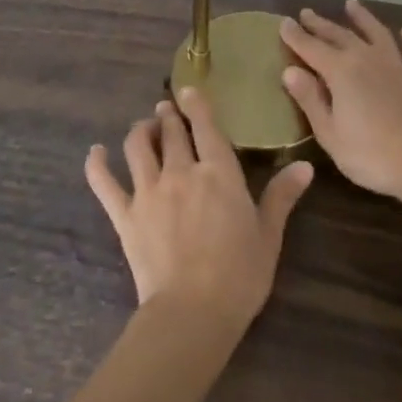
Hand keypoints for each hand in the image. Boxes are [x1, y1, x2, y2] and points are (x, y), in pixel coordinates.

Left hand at [86, 89, 313, 330]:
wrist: (193, 311)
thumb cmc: (240, 275)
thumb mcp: (268, 235)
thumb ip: (281, 196)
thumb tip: (305, 166)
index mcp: (218, 173)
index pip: (205, 127)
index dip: (196, 105)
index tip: (188, 90)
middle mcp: (181, 171)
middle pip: (170, 132)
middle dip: (168, 115)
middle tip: (166, 110)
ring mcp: (148, 191)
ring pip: (138, 146)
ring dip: (140, 130)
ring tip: (144, 126)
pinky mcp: (125, 215)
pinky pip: (105, 183)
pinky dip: (97, 164)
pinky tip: (95, 152)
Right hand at [280, 2, 401, 200]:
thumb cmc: (370, 155)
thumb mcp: (329, 133)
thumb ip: (310, 99)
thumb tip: (289, 71)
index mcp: (341, 72)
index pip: (311, 48)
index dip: (296, 36)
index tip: (283, 23)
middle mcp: (368, 60)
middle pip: (340, 36)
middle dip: (321, 24)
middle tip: (306, 13)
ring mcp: (397, 69)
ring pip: (378, 34)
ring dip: (364, 19)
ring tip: (351, 5)